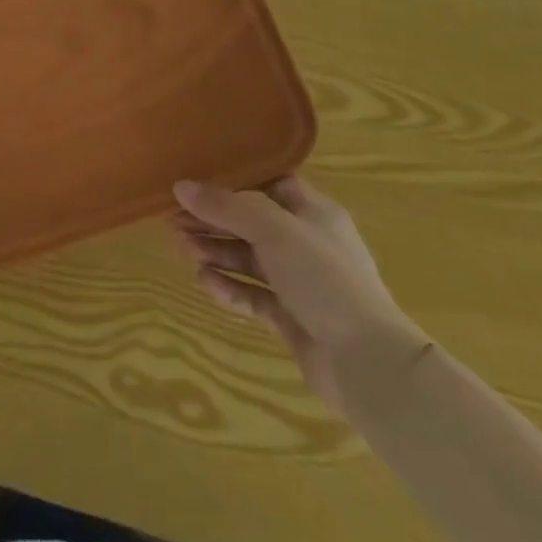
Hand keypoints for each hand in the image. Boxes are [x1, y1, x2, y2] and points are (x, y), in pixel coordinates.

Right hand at [171, 176, 429, 416]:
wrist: (367, 363)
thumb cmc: (324, 278)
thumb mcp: (273, 230)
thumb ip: (226, 207)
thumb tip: (181, 186)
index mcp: (313, 213)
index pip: (269, 184)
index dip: (234, 180)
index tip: (196, 179)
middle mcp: (306, 243)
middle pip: (251, 223)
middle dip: (214, 221)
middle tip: (174, 220)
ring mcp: (300, 283)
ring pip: (248, 259)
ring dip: (216, 252)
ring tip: (184, 250)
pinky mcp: (292, 317)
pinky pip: (253, 295)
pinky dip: (230, 288)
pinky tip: (206, 283)